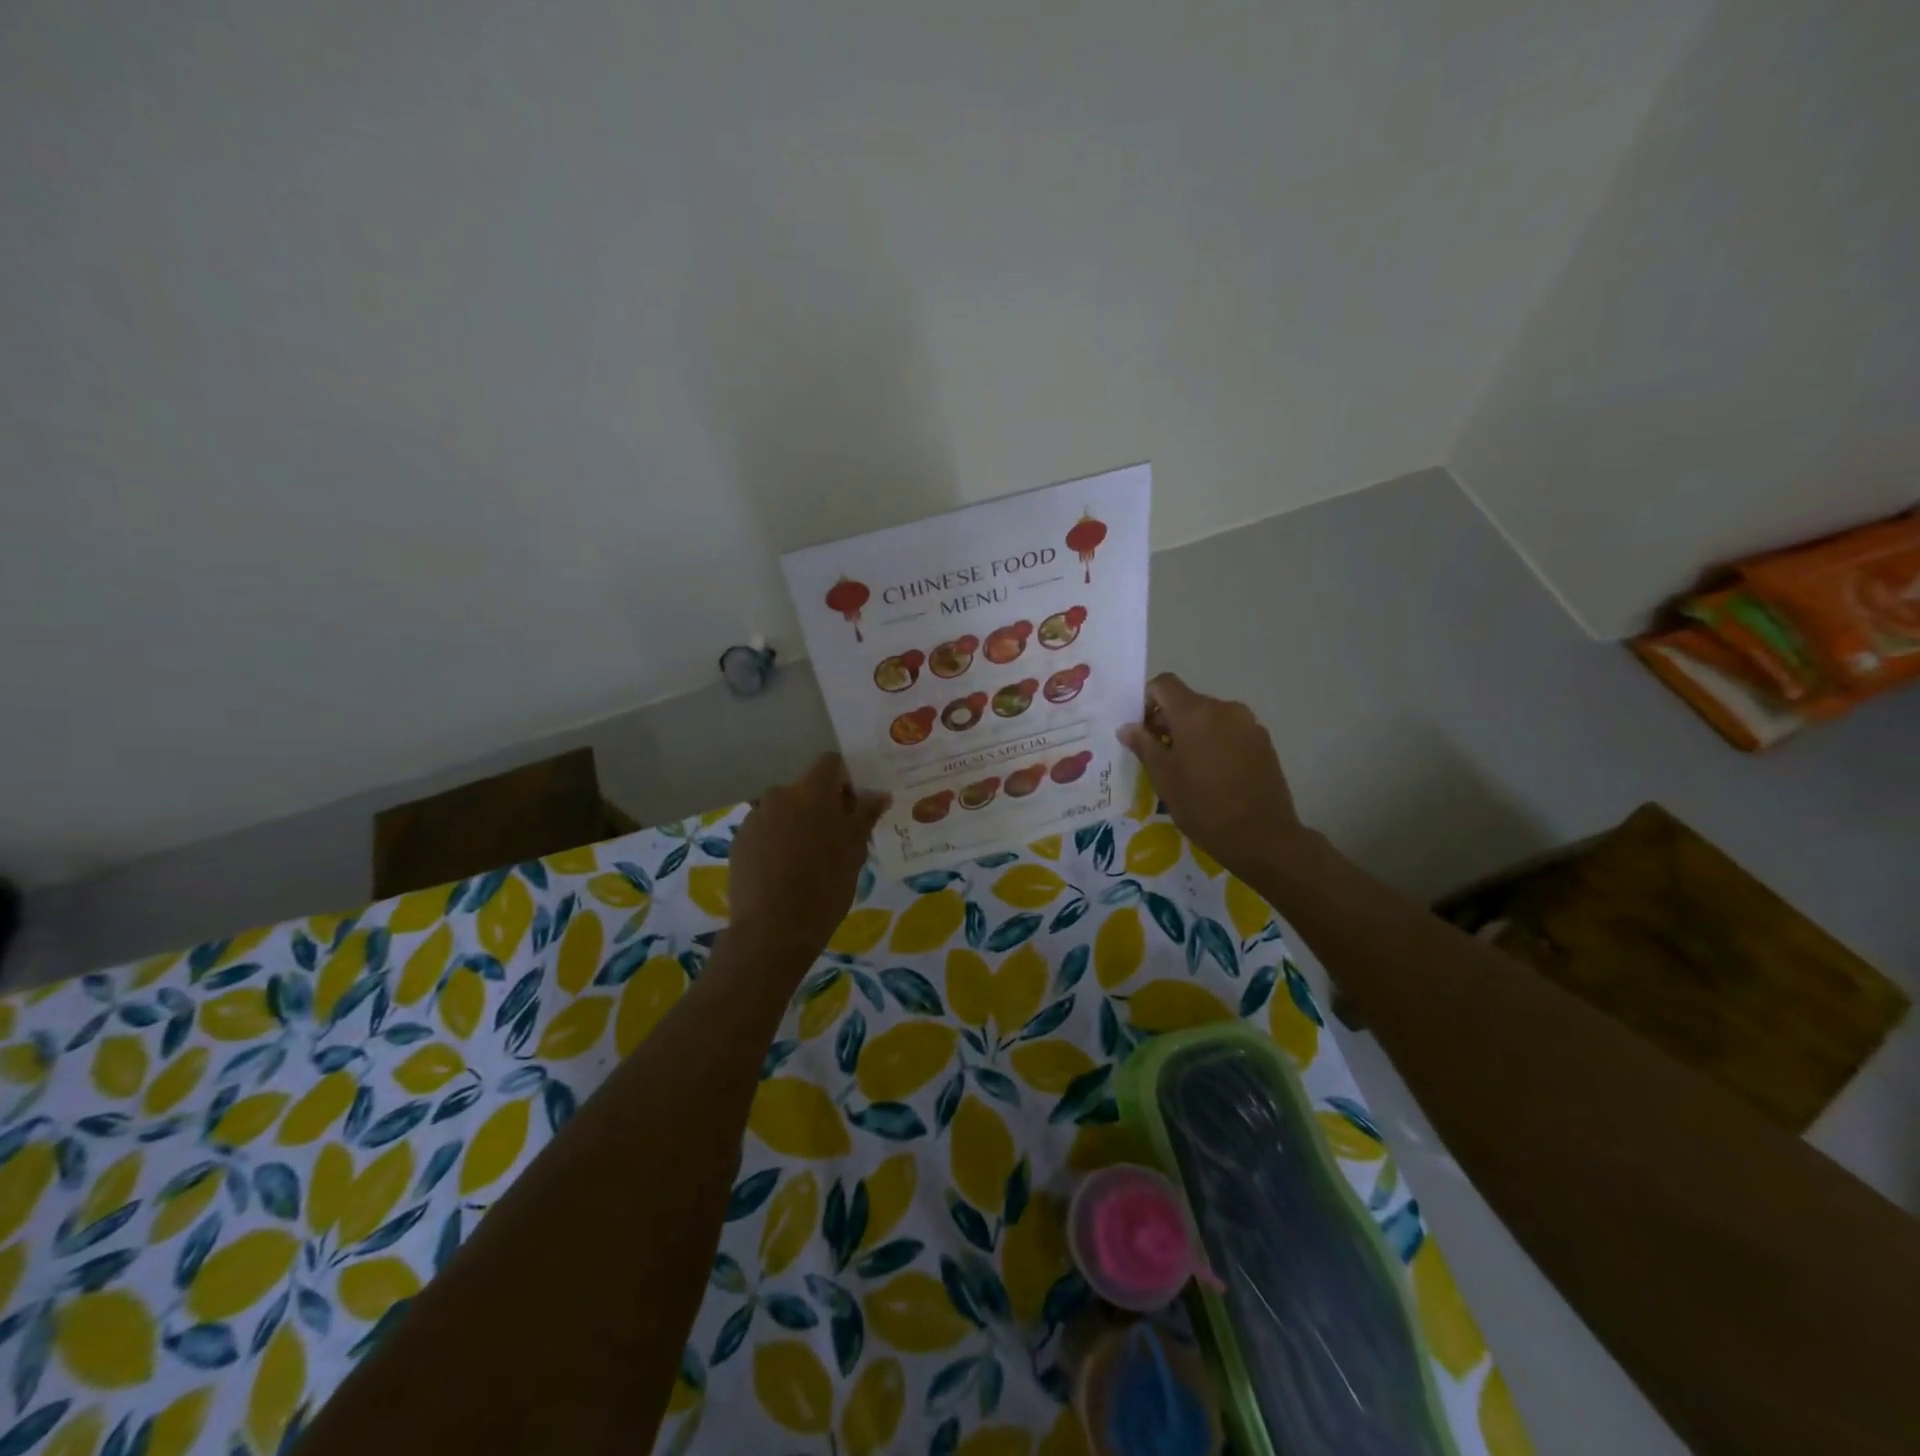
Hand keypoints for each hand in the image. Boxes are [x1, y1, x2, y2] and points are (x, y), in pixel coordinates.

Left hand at [727, 754, 889, 966]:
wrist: (772, 930)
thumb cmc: (824, 888)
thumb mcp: (854, 852)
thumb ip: (865, 816)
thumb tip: (879, 794)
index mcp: (811, 792)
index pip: (830, 763)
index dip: (845, 778)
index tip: (854, 806)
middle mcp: (779, 795)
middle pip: (806, 788)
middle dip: (822, 805)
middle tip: (836, 838)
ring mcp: (755, 818)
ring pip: (785, 809)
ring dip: (798, 823)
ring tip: (808, 859)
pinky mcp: (739, 841)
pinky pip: (766, 829)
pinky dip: (777, 840)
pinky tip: (785, 871)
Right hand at [1118, 673, 1305, 882]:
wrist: (1262, 836)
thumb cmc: (1203, 805)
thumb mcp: (1163, 777)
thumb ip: (1144, 745)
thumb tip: (1127, 727)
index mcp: (1195, 712)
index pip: (1164, 684)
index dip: (1147, 701)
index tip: (1142, 731)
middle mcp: (1224, 708)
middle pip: (1187, 701)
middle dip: (1169, 721)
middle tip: (1159, 755)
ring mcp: (1248, 724)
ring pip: (1210, 718)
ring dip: (1193, 733)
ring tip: (1187, 768)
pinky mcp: (1264, 742)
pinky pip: (1230, 732)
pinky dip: (1215, 743)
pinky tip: (1213, 775)